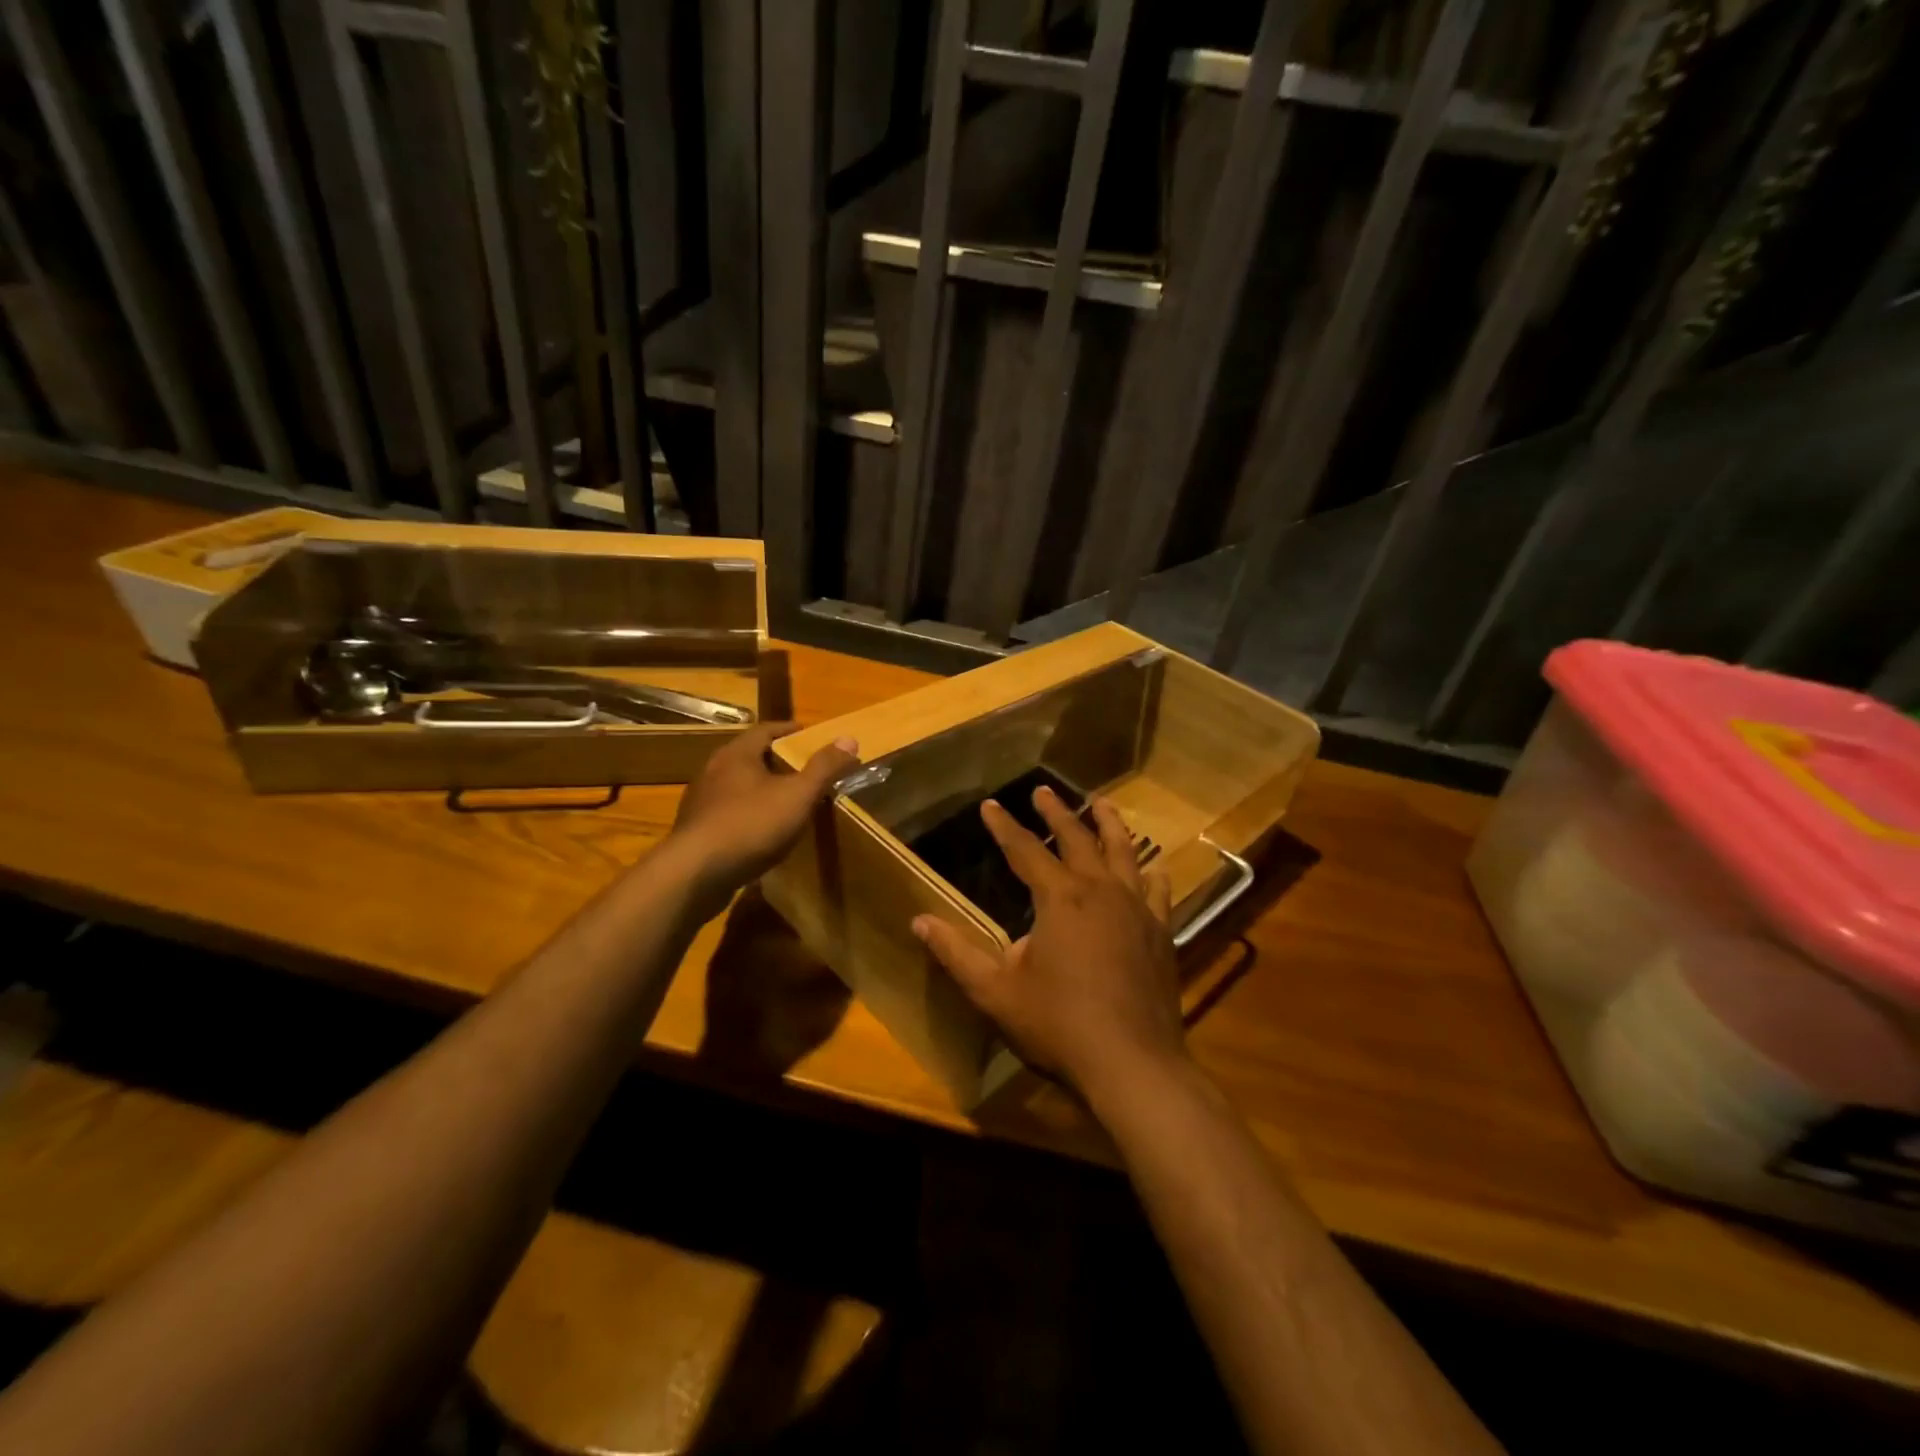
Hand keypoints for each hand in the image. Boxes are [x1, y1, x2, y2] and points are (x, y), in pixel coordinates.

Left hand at [670, 722, 857, 907]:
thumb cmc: (750, 825)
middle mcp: (713, 770)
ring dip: (758, 788)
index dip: (789, 730)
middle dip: (774, 759)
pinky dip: (746, 813)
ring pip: (735, 785)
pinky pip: (726, 812)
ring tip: (782, 800)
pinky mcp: (694, 830)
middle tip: (800, 767)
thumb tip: (849, 739)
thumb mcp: (798, 796)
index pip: (765, 730)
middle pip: (748, 756)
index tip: (808, 734)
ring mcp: (700, 801)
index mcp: (736, 754)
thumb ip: (823, 768)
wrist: (695, 874)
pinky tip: (759, 831)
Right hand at [912, 787, 1187, 1098]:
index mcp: (1059, 898)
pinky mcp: (1161, 932)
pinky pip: (1159, 890)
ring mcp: (1136, 908)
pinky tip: (1154, 866)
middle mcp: (1100, 890)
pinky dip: (1152, 872)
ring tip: (1101, 803)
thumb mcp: (995, 992)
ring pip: (1124, 851)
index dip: (1004, 826)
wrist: (1132, 1064)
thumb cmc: (1058, 1025)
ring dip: (1109, 824)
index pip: (1024, 850)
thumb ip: (956, 953)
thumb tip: (919, 921)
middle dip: (1057, 812)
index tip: (990, 804)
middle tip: (1044, 790)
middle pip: (1077, 838)